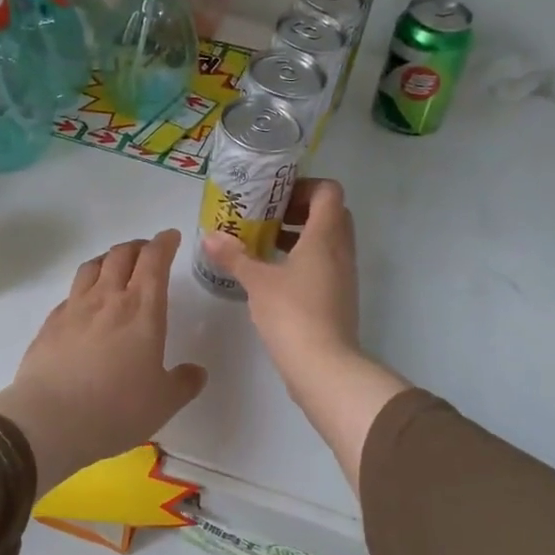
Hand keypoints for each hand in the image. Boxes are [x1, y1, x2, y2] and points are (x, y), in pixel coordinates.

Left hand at [0, 229, 207, 496]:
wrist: (50, 422)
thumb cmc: (117, 409)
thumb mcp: (164, 402)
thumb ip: (184, 383)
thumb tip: (196, 372)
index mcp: (142, 310)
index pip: (155, 261)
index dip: (164, 243)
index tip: (170, 237)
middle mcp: (108, 299)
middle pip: (122, 255)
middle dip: (138, 247)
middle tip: (147, 251)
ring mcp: (75, 308)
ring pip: (93, 266)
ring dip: (109, 259)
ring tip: (116, 266)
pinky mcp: (50, 324)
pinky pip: (71, 293)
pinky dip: (84, 287)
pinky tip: (85, 302)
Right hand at [200, 178, 359, 382]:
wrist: (324, 367)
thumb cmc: (292, 313)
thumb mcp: (257, 281)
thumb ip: (234, 256)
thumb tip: (209, 237)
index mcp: (326, 236)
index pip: (329, 192)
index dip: (304, 187)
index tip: (275, 198)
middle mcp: (341, 250)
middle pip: (330, 214)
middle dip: (299, 211)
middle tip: (267, 218)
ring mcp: (344, 275)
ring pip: (328, 241)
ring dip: (300, 237)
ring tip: (264, 245)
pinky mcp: (340, 298)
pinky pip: (325, 264)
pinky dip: (304, 260)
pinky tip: (274, 276)